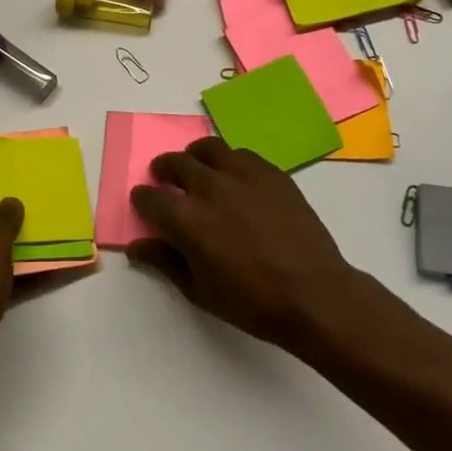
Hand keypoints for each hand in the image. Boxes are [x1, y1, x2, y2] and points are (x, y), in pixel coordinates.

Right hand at [129, 138, 377, 350]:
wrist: (314, 295)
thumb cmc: (252, 302)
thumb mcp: (200, 290)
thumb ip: (165, 261)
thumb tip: (137, 246)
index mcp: (187, 220)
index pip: (150, 197)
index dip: (142, 200)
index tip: (144, 204)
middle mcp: (210, 188)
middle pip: (176, 162)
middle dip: (164, 170)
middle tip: (166, 180)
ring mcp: (243, 176)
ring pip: (208, 148)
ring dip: (195, 157)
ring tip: (198, 169)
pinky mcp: (271, 173)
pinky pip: (241, 154)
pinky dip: (229, 161)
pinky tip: (234, 178)